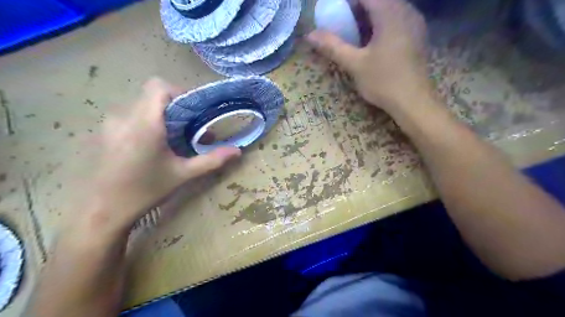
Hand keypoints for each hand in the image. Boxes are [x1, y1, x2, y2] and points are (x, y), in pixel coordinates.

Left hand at [73, 78, 240, 236]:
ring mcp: (110, 124)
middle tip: (189, 127)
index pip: (158, 86)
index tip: (194, 110)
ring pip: (141, 105)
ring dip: (161, 114)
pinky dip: (147, 122)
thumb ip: (212, 160)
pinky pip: (130, 116)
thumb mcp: (183, 175)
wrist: (102, 211)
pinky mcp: (104, 132)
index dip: (179, 92)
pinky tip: (152, 145)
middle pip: (152, 95)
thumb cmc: (146, 191)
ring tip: (172, 137)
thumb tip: (237, 151)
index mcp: (145, 124)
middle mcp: (124, 116)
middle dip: (175, 106)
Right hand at [308, 0, 430, 116]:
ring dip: (370, 16)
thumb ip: (333, 47)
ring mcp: (415, 23)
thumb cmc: (383, 81)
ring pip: (389, 9)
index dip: (347, 2)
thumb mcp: (355, 64)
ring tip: (354, 32)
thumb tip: (310, 35)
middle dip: (357, 8)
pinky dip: (381, 24)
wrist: (413, 102)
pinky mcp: (417, 36)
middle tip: (342, 22)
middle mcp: (406, 11)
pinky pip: (397, 19)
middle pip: (378, 1)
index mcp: (390, 13)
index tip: (333, 12)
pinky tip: (373, 41)